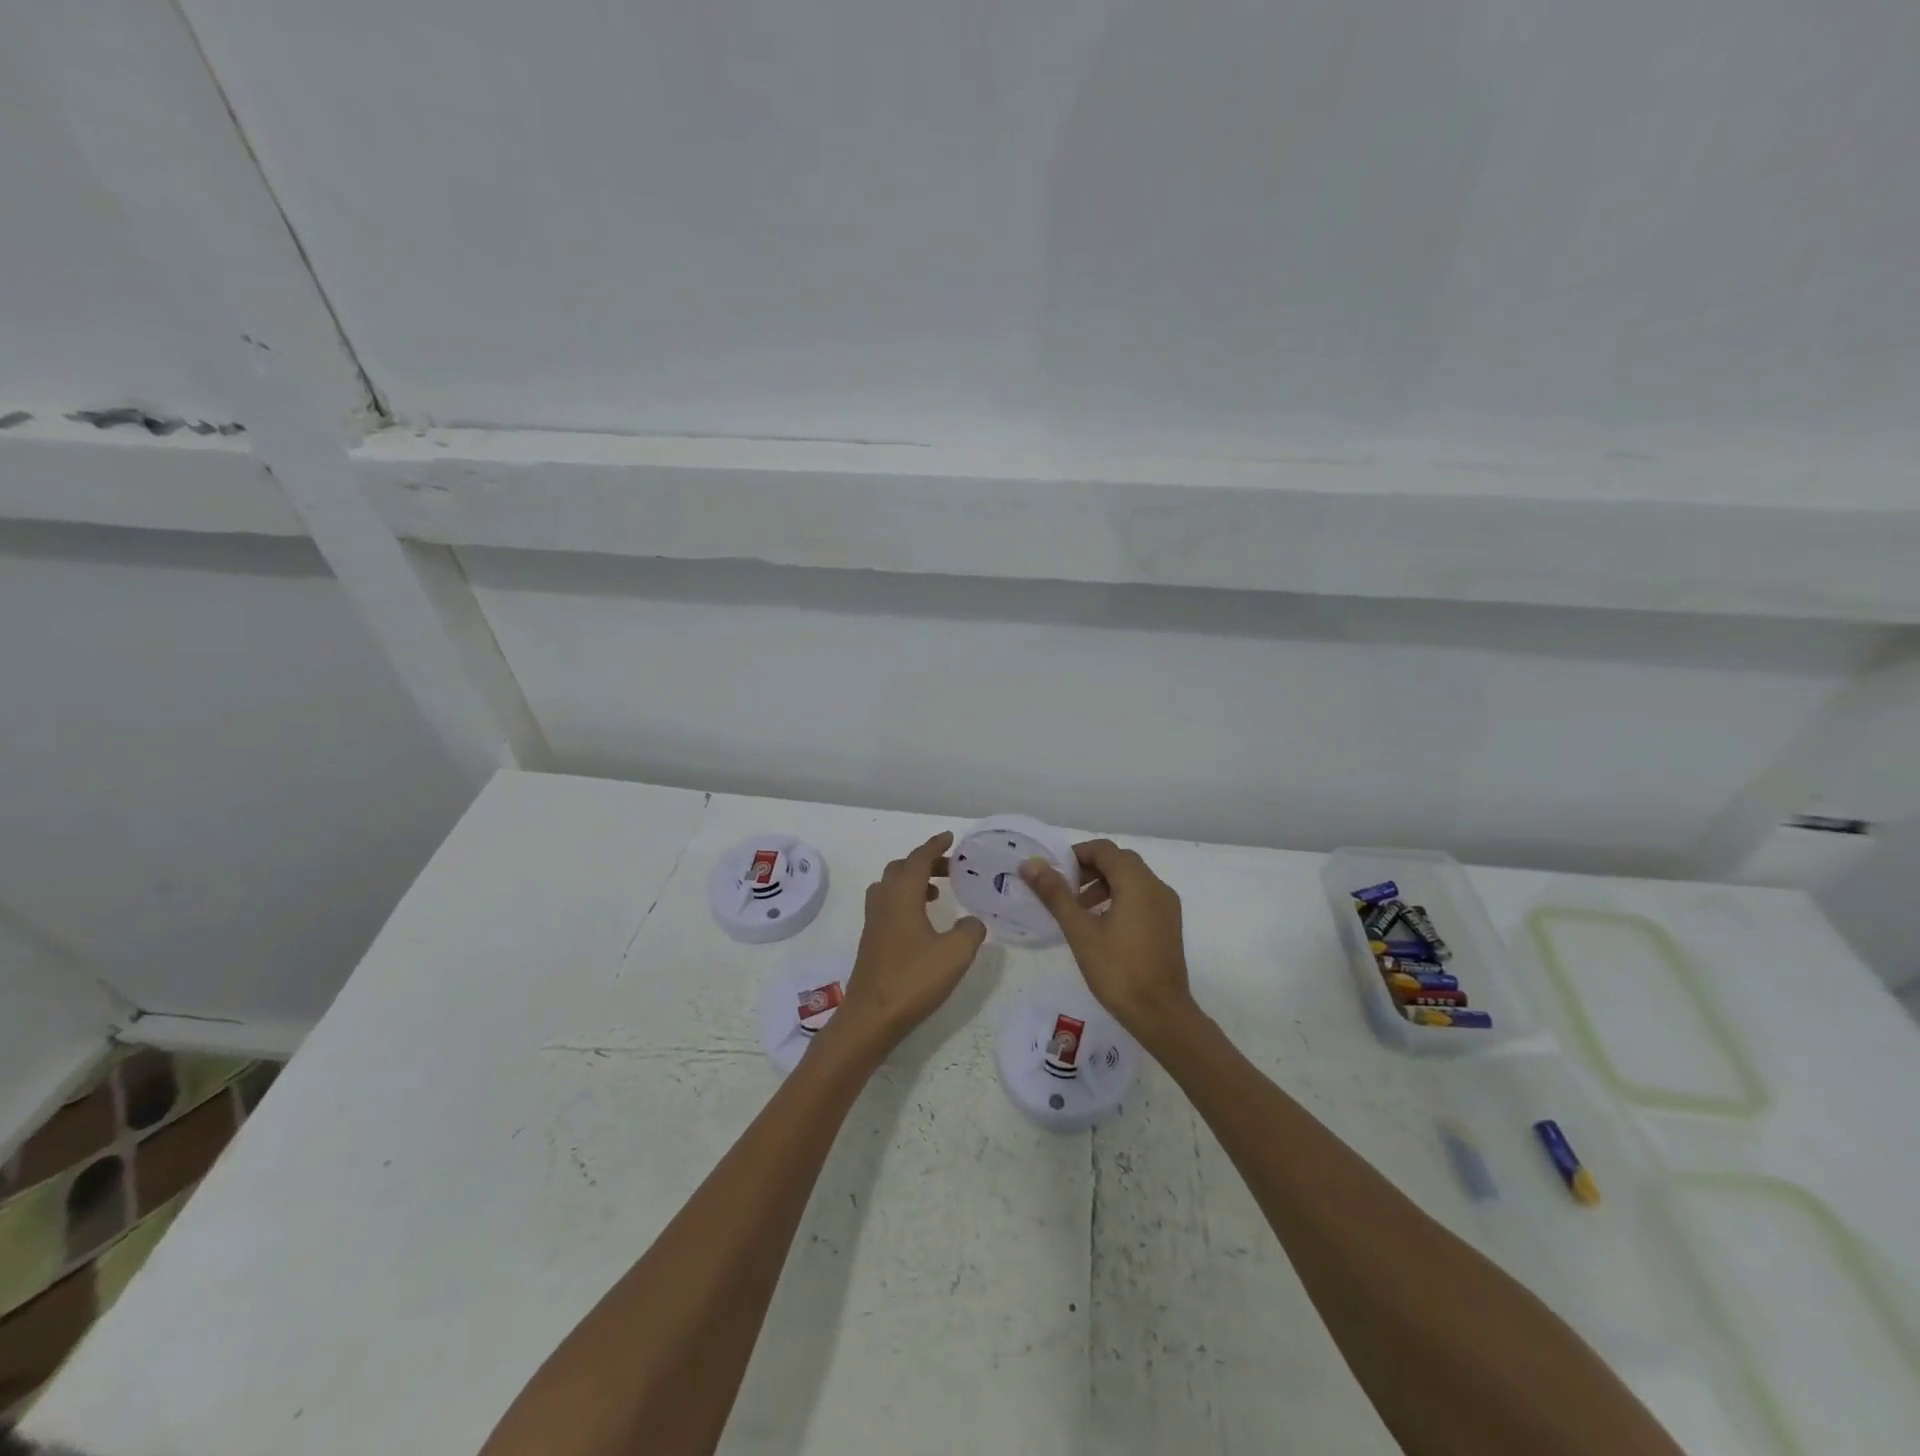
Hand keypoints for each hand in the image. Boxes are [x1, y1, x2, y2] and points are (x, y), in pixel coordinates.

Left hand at [833, 832, 987, 1051]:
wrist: (871, 1017)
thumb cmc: (913, 980)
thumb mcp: (955, 954)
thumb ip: (970, 931)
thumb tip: (973, 922)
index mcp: (902, 896)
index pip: (918, 859)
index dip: (934, 846)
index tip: (949, 838)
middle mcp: (884, 902)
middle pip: (901, 869)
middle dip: (924, 862)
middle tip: (949, 868)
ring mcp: (873, 922)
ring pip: (890, 887)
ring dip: (912, 881)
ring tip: (936, 893)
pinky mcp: (871, 941)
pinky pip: (887, 905)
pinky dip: (905, 900)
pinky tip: (922, 923)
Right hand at [1021, 839, 1194, 1038]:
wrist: (1161, 1014)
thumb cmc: (1117, 970)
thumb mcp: (1080, 931)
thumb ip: (1055, 894)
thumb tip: (1030, 865)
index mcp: (1137, 882)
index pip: (1104, 850)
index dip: (1076, 854)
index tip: (1054, 873)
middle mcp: (1156, 886)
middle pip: (1119, 861)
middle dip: (1089, 869)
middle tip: (1064, 890)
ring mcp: (1167, 906)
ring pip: (1131, 879)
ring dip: (1103, 884)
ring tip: (1079, 909)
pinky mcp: (1169, 923)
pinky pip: (1142, 896)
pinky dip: (1119, 898)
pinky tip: (1102, 924)